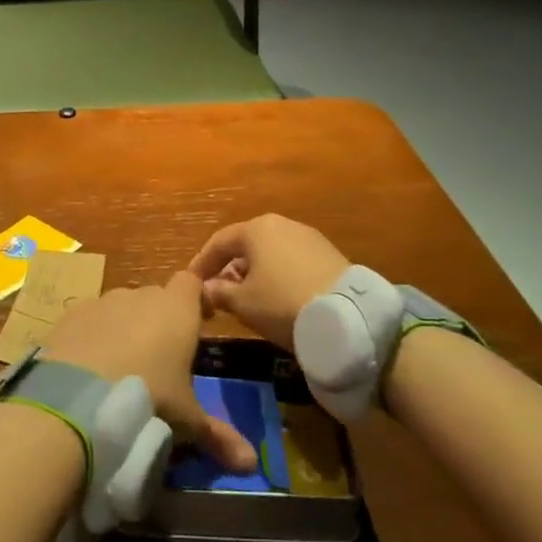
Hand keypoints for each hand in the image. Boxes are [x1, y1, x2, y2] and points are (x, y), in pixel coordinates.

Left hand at [43, 274, 256, 471]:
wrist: (78, 397)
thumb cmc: (148, 399)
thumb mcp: (186, 421)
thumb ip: (218, 436)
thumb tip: (251, 464)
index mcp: (176, 310)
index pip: (191, 283)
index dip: (196, 300)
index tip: (200, 322)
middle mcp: (138, 296)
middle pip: (154, 297)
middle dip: (159, 319)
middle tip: (161, 357)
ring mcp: (101, 302)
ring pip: (119, 307)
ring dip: (124, 327)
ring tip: (122, 366)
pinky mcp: (70, 315)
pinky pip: (89, 320)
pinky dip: (92, 336)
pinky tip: (89, 367)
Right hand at [187, 215, 349, 347]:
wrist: (348, 317)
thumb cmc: (282, 303)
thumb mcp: (242, 303)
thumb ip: (218, 292)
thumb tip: (206, 288)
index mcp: (256, 228)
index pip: (218, 242)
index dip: (201, 263)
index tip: (192, 283)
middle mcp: (282, 224)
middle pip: (246, 246)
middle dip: (229, 269)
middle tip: (220, 293)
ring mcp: (309, 238)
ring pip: (270, 254)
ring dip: (255, 273)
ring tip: (248, 298)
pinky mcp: (330, 255)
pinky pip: (292, 261)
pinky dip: (278, 276)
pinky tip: (277, 298)